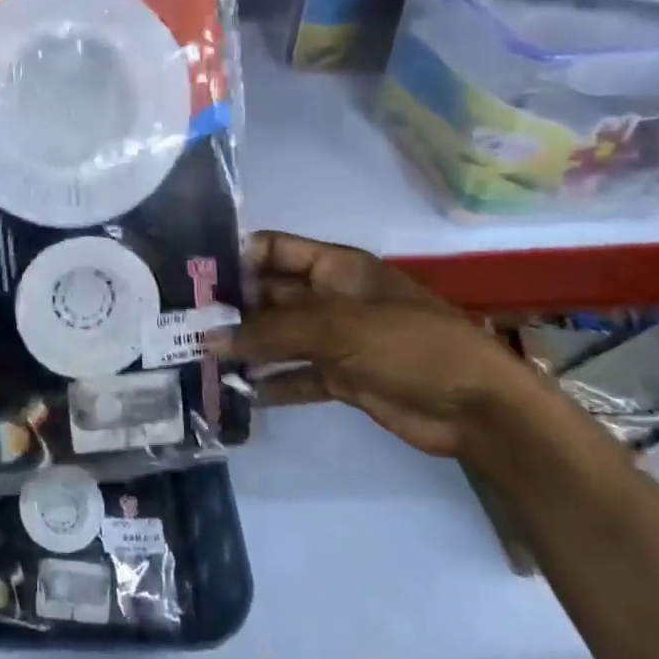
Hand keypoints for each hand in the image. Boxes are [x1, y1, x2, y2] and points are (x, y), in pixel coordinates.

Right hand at [213, 231, 537, 459]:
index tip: (191, 277)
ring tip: (197, 360)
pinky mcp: (342, 378)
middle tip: (181, 325)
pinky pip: (295, 375)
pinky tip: (236, 393)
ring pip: (279, 337)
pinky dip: (270, 383)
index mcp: (335, 267)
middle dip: (231, 308)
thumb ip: (270, 333)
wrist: (477, 408)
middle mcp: (330, 297)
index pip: (273, 249)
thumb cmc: (409, 345)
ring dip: (246, 347)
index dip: (234, 257)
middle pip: (269, 296)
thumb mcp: (337, 328)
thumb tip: (208, 340)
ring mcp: (336, 339)